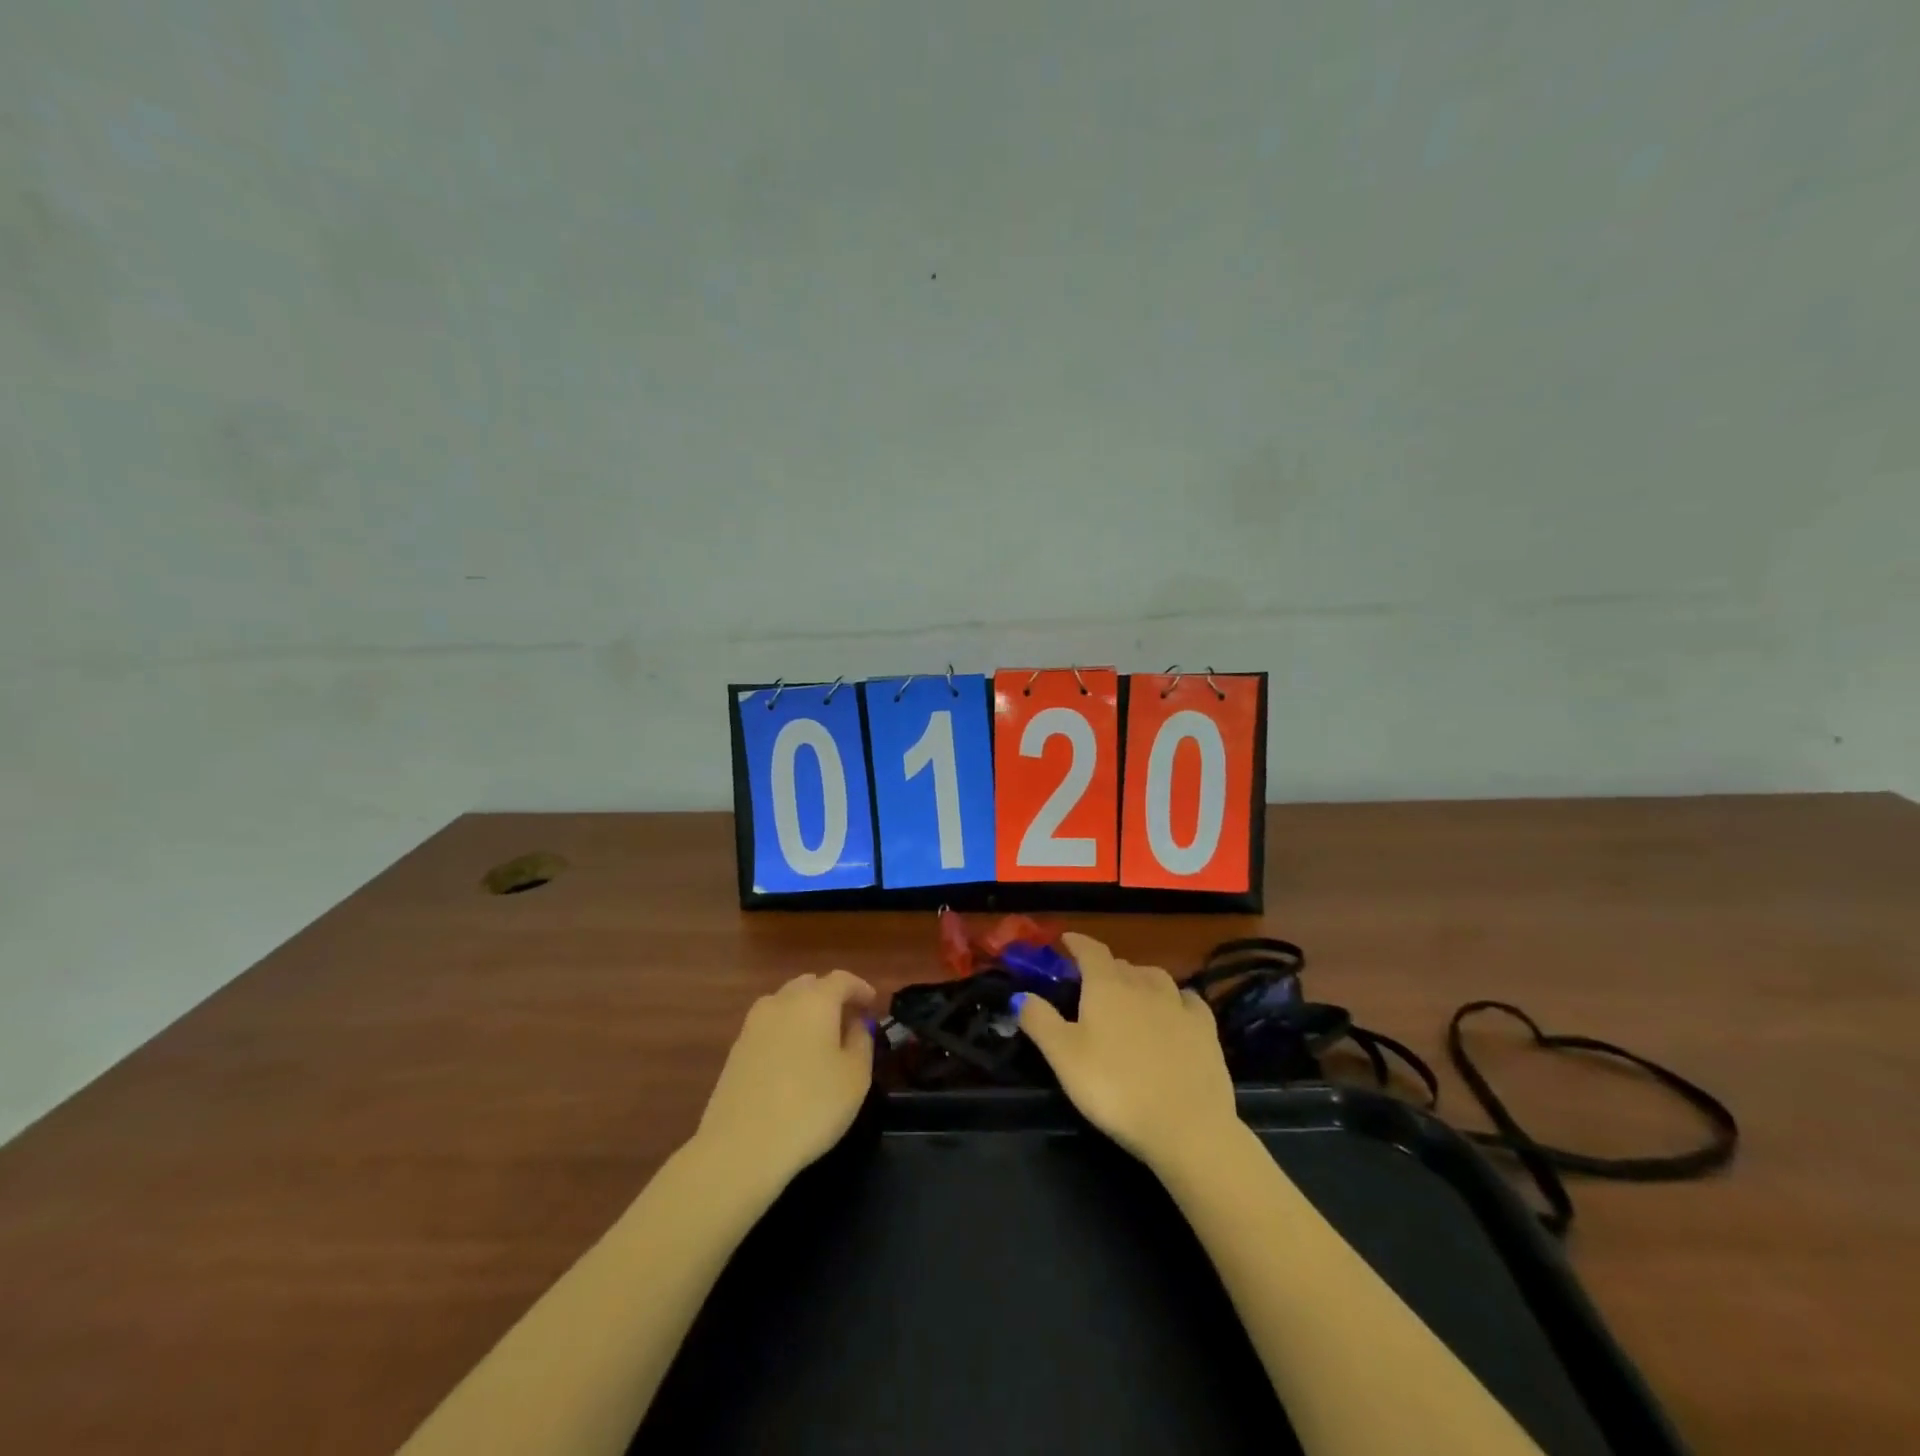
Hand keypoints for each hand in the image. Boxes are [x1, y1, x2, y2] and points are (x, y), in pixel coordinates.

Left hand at [693, 969, 877, 1191]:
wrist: (741, 1146)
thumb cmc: (811, 1106)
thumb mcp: (855, 1077)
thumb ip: (861, 1042)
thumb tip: (856, 1024)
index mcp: (815, 1000)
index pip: (841, 979)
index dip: (860, 988)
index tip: (873, 1003)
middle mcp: (781, 1002)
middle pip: (809, 985)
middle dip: (830, 996)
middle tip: (847, 1019)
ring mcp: (753, 1025)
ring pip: (785, 1004)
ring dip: (805, 1012)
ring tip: (820, 1039)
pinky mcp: (735, 1050)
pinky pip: (769, 1027)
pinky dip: (785, 1032)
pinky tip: (793, 1060)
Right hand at [1016, 933, 1238, 1173]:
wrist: (1186, 1124)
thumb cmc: (1114, 1088)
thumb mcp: (1064, 1058)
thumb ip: (1040, 1021)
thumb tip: (1021, 994)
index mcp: (1106, 986)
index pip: (1091, 951)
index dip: (1077, 943)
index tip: (1066, 940)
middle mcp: (1143, 985)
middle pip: (1122, 965)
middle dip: (1105, 967)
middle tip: (1093, 982)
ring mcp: (1178, 1005)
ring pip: (1156, 977)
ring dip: (1140, 978)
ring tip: (1132, 992)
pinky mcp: (1206, 1029)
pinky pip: (1188, 1000)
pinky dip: (1177, 998)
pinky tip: (1176, 1009)